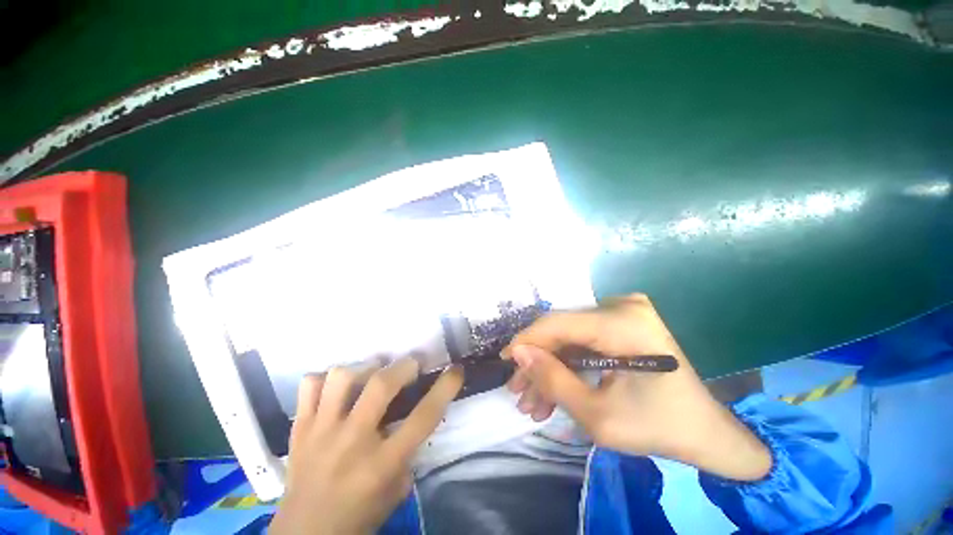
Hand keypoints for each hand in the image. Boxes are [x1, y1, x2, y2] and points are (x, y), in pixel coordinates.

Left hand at [271, 359, 463, 534]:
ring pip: (342, 378)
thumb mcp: (396, 491)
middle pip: (382, 385)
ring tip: (372, 374)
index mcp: (382, 463)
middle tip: (412, 364)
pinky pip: (309, 386)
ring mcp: (321, 431)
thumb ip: (409, 453)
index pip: (423, 417)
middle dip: (404, 366)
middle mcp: (352, 441)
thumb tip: (415, 416)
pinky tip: (336, 389)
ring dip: (364, 369)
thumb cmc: (358, 516)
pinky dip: (324, 380)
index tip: (455, 370)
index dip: (445, 388)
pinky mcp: (299, 428)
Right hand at [504, 294, 770, 481]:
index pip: (558, 324)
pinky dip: (568, 366)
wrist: (707, 433)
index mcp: (623, 324)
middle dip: (538, 363)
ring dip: (551, 369)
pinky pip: (583, 342)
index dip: (527, 341)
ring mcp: (624, 312)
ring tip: (534, 401)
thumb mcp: (597, 415)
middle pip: (562, 332)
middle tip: (519, 391)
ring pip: (569, 339)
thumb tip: (518, 353)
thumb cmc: (658, 428)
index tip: (505, 361)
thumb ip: (553, 380)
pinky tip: (554, 392)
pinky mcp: (622, 323)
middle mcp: (622, 307)